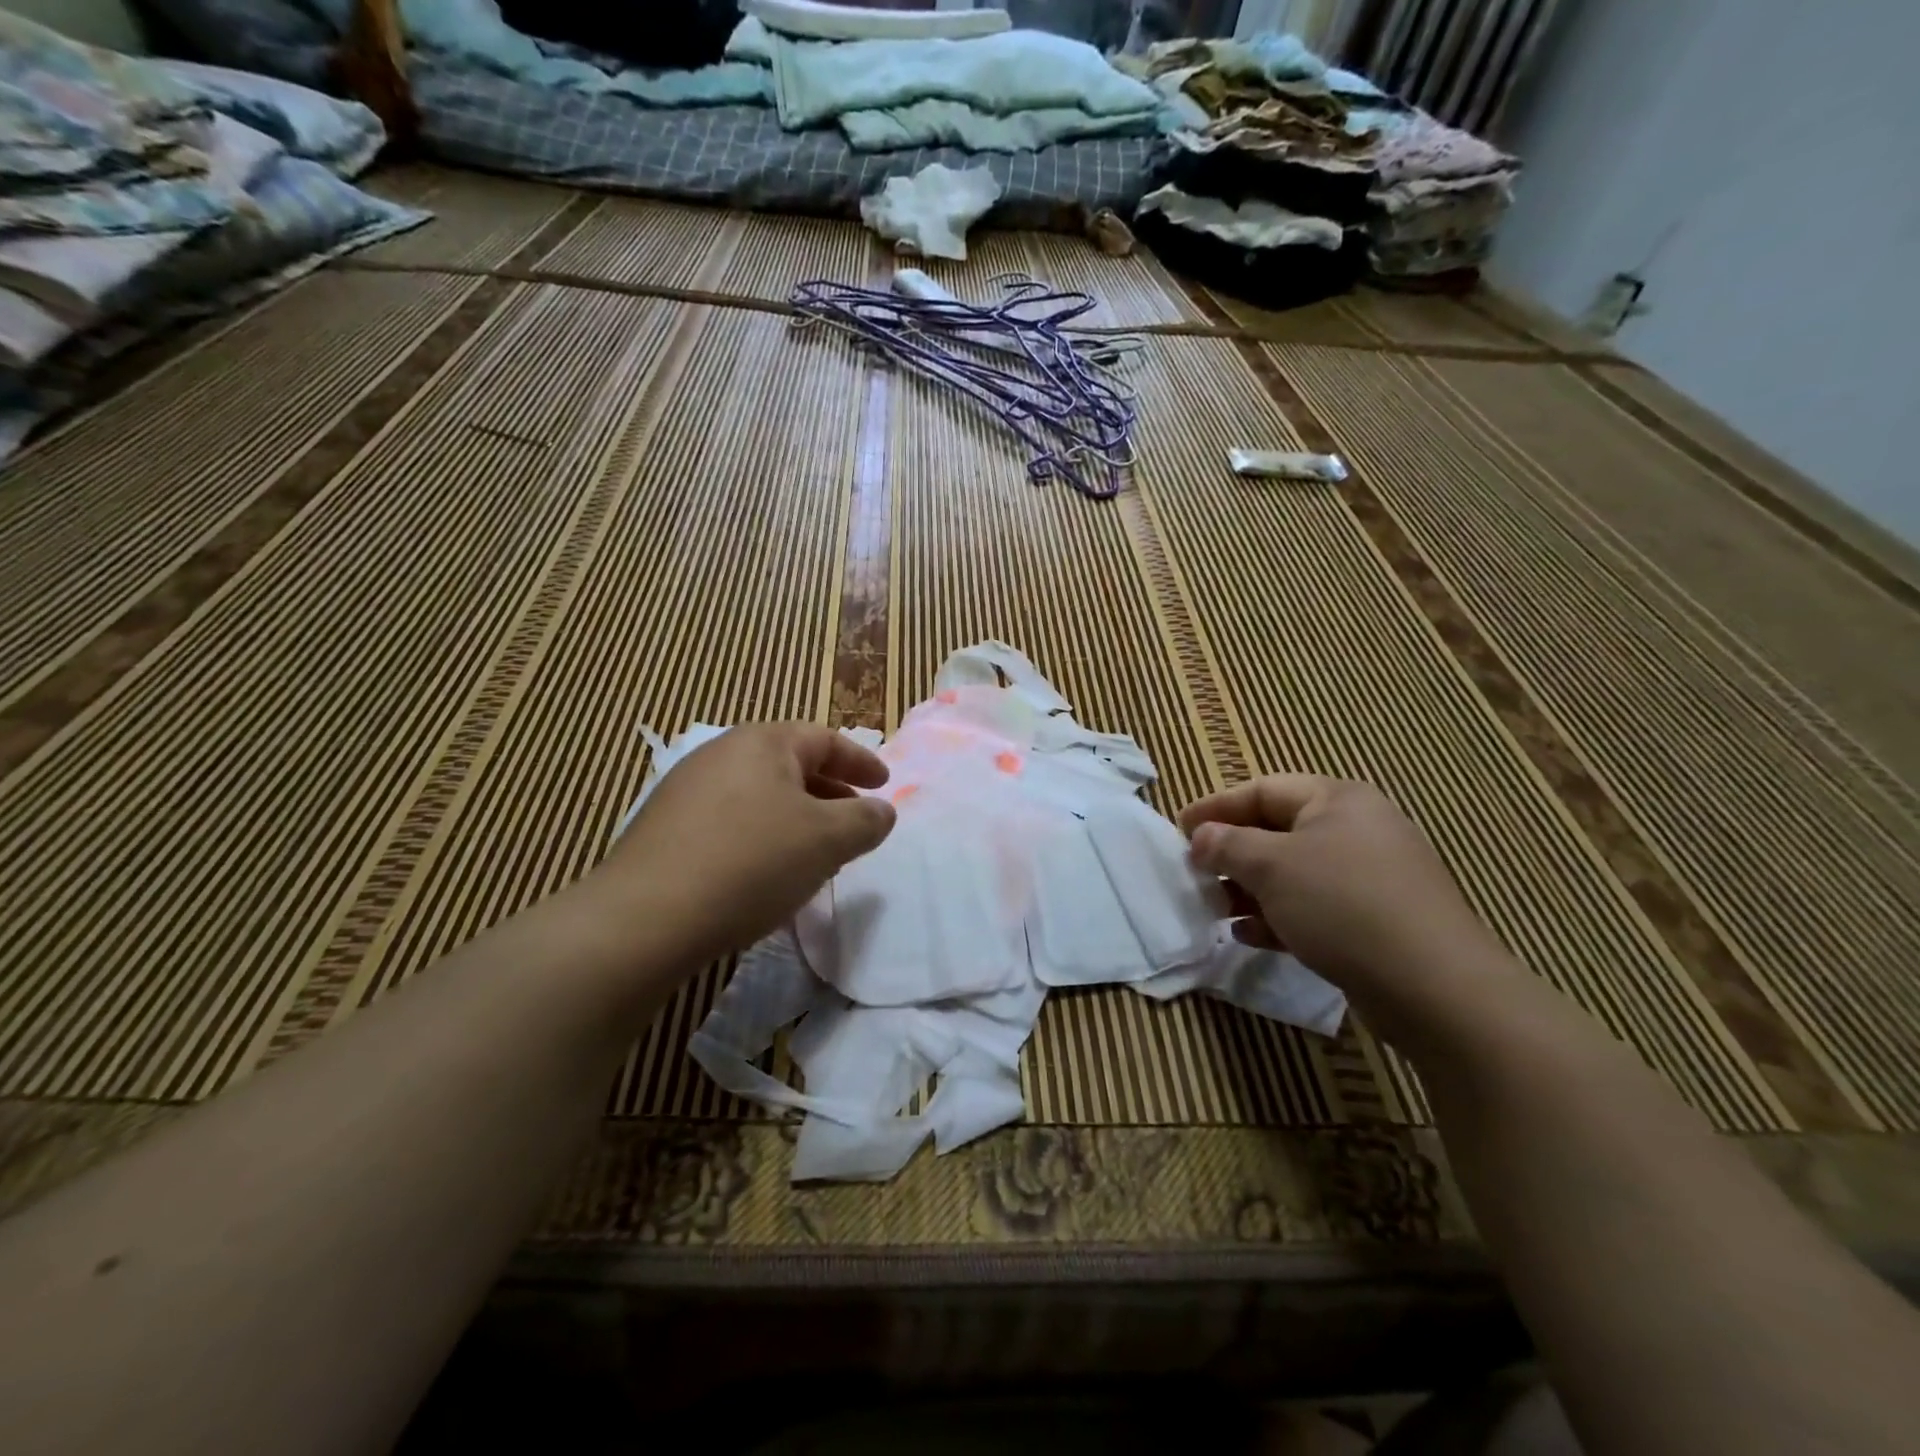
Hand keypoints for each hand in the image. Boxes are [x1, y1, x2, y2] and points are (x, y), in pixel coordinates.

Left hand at [599, 723, 895, 966]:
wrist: (645, 917)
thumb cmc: (751, 862)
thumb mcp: (827, 840)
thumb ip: (865, 820)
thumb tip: (882, 810)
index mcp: (763, 742)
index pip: (825, 740)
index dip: (861, 761)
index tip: (884, 783)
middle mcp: (721, 753)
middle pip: (790, 764)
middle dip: (829, 791)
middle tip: (855, 818)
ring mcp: (686, 789)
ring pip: (760, 794)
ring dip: (796, 817)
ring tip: (816, 850)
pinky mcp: (665, 827)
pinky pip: (731, 820)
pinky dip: (762, 835)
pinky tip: (765, 872)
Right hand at [1180, 775, 1511, 1030]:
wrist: (1434, 987)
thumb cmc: (1343, 905)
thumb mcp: (1272, 866)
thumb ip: (1227, 844)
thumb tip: (1201, 837)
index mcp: (1337, 800)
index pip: (1262, 790)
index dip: (1216, 807)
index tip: (1179, 830)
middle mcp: (1357, 829)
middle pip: (1277, 831)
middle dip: (1232, 853)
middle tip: (1196, 873)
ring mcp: (1371, 876)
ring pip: (1294, 873)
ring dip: (1250, 889)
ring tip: (1217, 909)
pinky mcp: (1377, 920)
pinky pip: (1315, 906)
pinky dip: (1279, 915)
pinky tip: (1250, 936)